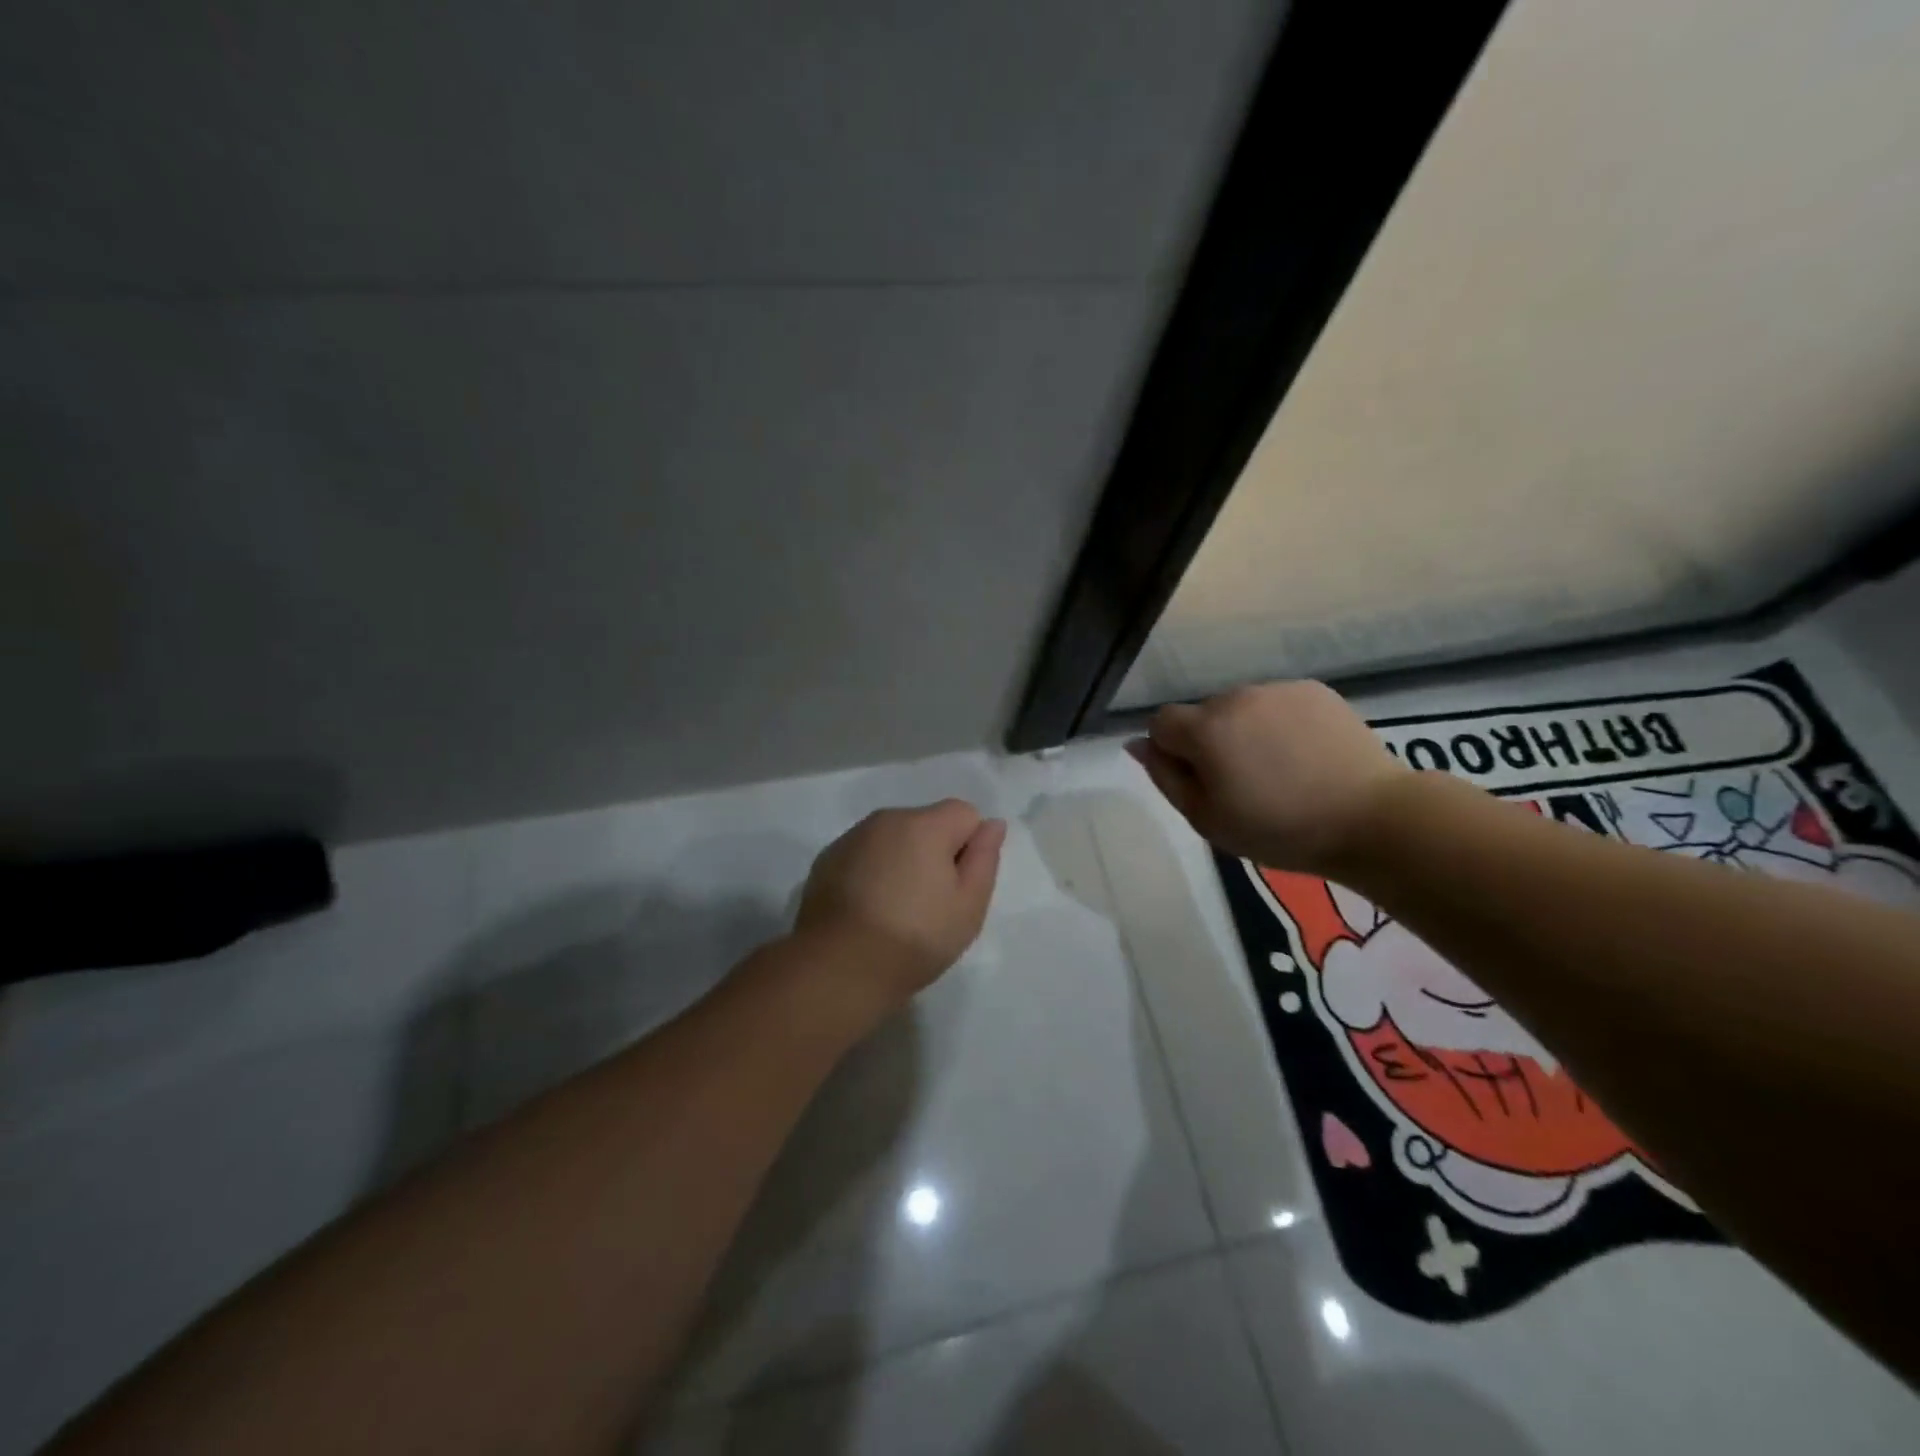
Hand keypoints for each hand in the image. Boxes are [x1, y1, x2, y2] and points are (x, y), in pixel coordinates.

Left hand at [793, 799, 1006, 1015]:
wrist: (837, 968)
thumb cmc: (914, 938)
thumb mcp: (968, 905)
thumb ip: (985, 857)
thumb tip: (992, 824)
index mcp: (924, 825)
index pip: (965, 813)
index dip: (969, 848)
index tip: (958, 887)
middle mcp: (886, 820)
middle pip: (927, 824)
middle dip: (935, 853)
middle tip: (931, 905)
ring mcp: (851, 838)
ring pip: (893, 839)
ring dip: (902, 862)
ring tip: (896, 911)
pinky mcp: (827, 860)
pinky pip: (864, 855)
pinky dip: (872, 872)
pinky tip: (867, 911)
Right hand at [1128, 681, 1407, 873]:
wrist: (1371, 818)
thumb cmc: (1279, 829)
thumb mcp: (1207, 819)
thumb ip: (1164, 777)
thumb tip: (1137, 744)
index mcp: (1205, 728)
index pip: (1161, 723)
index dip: (1172, 753)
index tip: (1202, 782)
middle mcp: (1236, 697)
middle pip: (1202, 714)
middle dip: (1210, 741)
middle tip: (1243, 783)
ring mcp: (1278, 689)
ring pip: (1240, 707)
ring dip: (1245, 731)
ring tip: (1280, 770)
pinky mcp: (1315, 690)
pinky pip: (1277, 704)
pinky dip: (1280, 724)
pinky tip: (1305, 755)